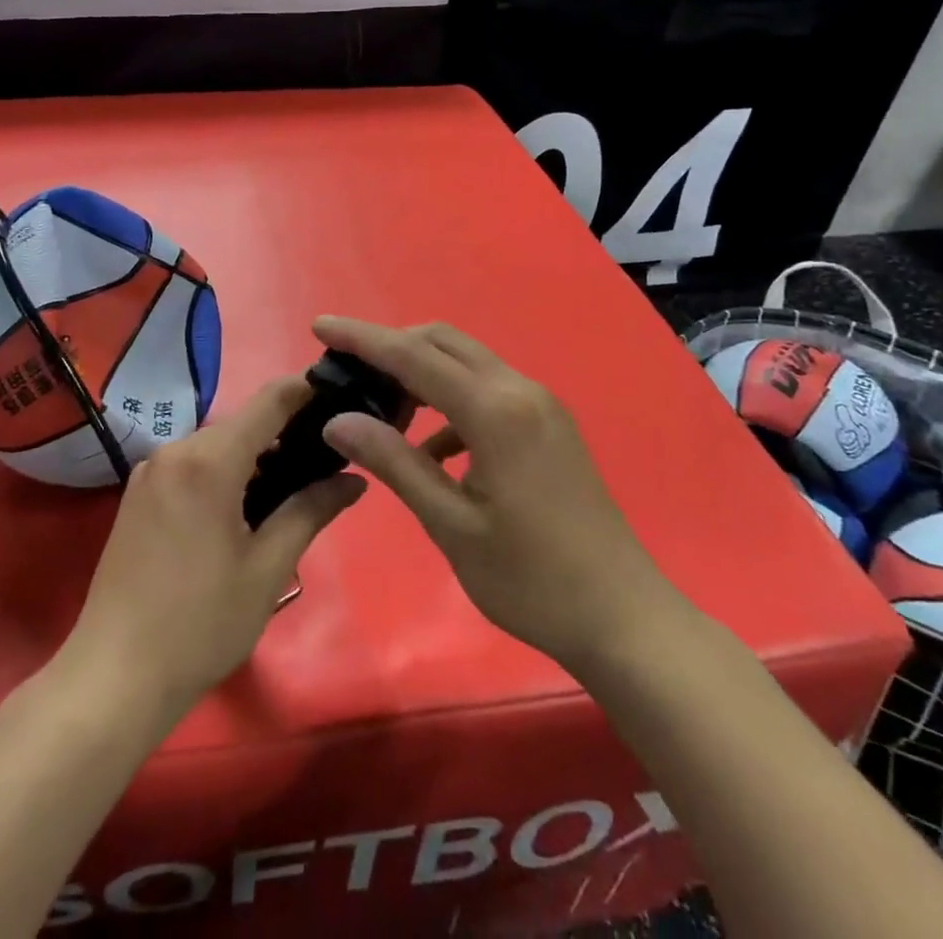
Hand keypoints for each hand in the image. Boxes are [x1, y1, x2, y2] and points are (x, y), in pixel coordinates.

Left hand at [63, 379, 366, 718]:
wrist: (114, 676)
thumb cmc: (200, 623)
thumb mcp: (267, 569)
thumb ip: (310, 511)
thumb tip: (354, 479)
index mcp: (209, 460)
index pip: (269, 401)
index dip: (307, 391)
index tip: (343, 396)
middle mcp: (175, 450)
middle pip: (242, 424)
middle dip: (285, 433)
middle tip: (327, 459)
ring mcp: (150, 471)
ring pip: (216, 445)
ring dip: (254, 456)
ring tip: (294, 487)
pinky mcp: (137, 494)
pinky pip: (191, 465)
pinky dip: (223, 472)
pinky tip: (245, 508)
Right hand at [315, 317, 671, 674]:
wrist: (623, 617)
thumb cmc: (531, 580)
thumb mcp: (451, 525)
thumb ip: (394, 462)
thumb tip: (338, 421)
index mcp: (495, 411)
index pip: (413, 356)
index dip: (362, 338)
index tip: (319, 325)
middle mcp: (520, 390)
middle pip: (442, 343)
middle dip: (391, 345)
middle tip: (346, 369)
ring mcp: (540, 405)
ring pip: (466, 363)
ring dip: (421, 371)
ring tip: (379, 407)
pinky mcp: (548, 425)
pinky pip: (487, 391)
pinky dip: (450, 403)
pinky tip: (431, 450)